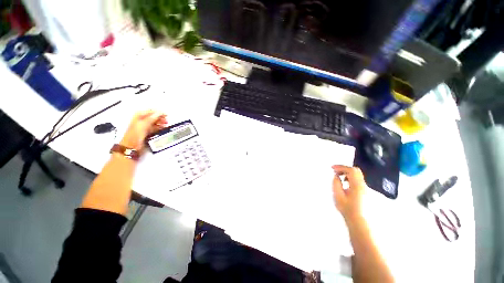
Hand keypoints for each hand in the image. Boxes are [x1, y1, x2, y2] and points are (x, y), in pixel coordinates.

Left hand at [120, 110, 167, 151]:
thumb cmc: (135, 135)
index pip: (151, 111)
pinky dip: (159, 128)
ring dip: (161, 123)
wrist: (131, 146)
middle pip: (153, 117)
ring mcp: (144, 126)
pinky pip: (155, 128)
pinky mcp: (146, 132)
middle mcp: (141, 120)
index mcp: (139, 116)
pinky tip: (163, 129)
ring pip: (155, 122)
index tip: (166, 115)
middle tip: (166, 120)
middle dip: (161, 118)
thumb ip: (153, 117)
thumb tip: (160, 112)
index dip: (159, 113)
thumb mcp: (144, 124)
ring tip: (166, 125)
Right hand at [332, 165, 365, 221]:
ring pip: (357, 174)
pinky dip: (350, 177)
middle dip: (344, 168)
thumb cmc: (347, 209)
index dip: (341, 167)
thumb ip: (336, 183)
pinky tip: (345, 183)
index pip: (351, 170)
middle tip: (335, 171)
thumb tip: (336, 176)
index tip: (332, 168)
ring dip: (347, 173)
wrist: (359, 220)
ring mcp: (365, 188)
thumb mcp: (338, 196)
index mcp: (357, 185)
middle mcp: (363, 185)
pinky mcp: (364, 191)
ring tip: (339, 177)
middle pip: (356, 170)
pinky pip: (358, 179)